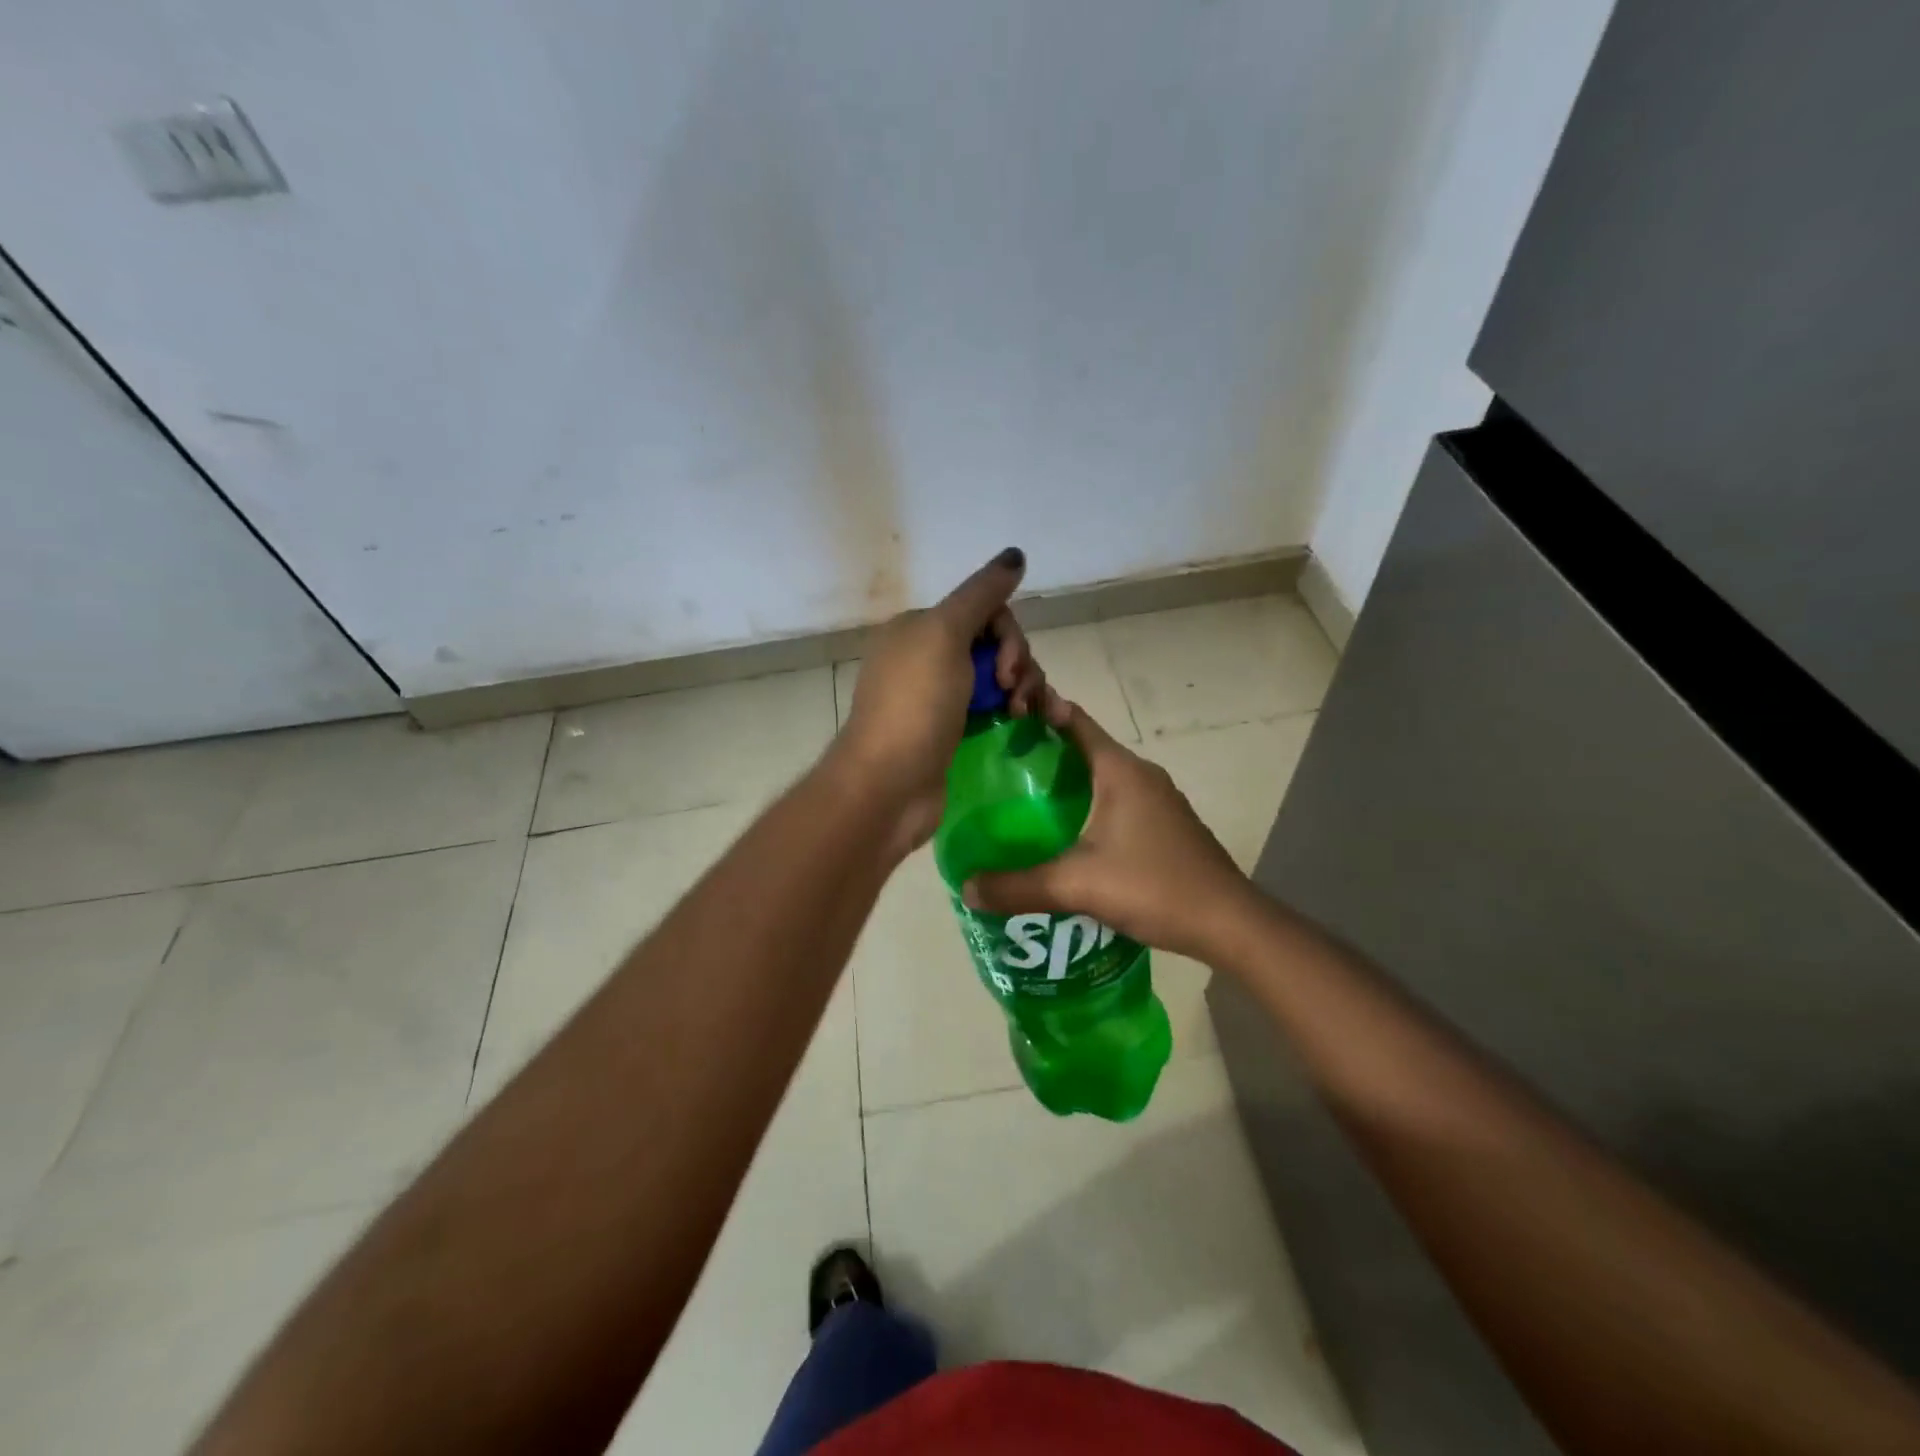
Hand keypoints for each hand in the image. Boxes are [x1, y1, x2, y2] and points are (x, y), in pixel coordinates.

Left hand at [832, 548, 1048, 855]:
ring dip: (1022, 688)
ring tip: (1026, 715)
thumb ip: (981, 594)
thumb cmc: (914, 705)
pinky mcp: (951, 732)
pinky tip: (1028, 723)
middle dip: (1017, 663)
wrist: (888, 785)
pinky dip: (1013, 710)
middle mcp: (925, 657)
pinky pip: (992, 708)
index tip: (1007, 666)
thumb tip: (1015, 554)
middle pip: (994, 644)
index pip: (982, 611)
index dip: (1007, 635)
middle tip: (1015, 694)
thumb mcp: (944, 635)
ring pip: (997, 677)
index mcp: (918, 628)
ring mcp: (937, 697)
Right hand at [961, 703, 1251, 961]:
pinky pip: (1115, 802)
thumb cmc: (1153, 886)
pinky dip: (1086, 808)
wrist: (1228, 922)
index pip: (1072, 719)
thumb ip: (1018, 886)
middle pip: (1082, 748)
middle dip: (1041, 754)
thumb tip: (966, 887)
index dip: (1036, 713)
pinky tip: (1063, 838)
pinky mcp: (1164, 824)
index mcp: (1119, 769)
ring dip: (1064, 784)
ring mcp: (1157, 800)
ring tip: (1019, 804)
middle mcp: (1139, 774)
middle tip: (995, 771)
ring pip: (1100, 778)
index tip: (998, 721)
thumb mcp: (1077, 885)